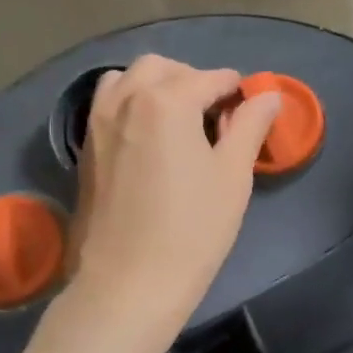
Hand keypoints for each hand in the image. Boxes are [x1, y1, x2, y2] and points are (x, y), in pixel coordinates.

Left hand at [68, 54, 282, 334]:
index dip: (237, 93)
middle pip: (163, 68)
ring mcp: (98, 123)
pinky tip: (149, 141)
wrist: (128, 284)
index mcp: (166, 100)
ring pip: (127, 80)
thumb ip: (250, 125)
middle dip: (193, 80)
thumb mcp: (232, 175)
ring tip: (178, 123)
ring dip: (156, 87)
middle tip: (216, 118)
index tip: (250, 114)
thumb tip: (267, 95)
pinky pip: (108, 106)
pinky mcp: (85, 148)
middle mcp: (125, 99)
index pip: (211, 78)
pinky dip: (131, 105)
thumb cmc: (192, 230)